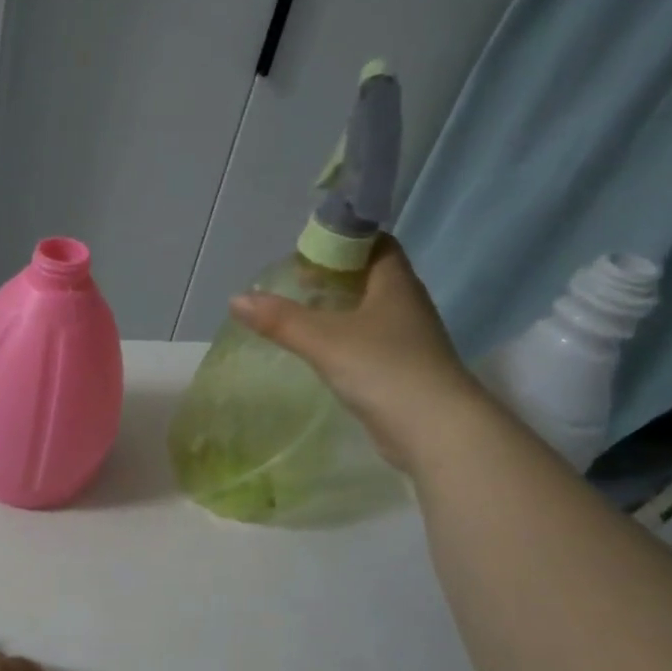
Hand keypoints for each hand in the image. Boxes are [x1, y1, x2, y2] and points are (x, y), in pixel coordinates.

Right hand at [229, 238, 488, 473]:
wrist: (435, 430)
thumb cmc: (383, 369)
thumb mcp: (324, 339)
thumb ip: (280, 319)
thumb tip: (236, 299)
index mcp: (395, 284)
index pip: (375, 243)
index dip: (343, 240)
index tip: (307, 252)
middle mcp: (405, 305)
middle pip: (369, 276)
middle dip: (333, 275)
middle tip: (295, 284)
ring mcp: (406, 339)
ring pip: (367, 310)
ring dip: (336, 308)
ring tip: (298, 315)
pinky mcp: (400, 369)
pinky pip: (366, 341)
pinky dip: (341, 338)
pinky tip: (318, 351)